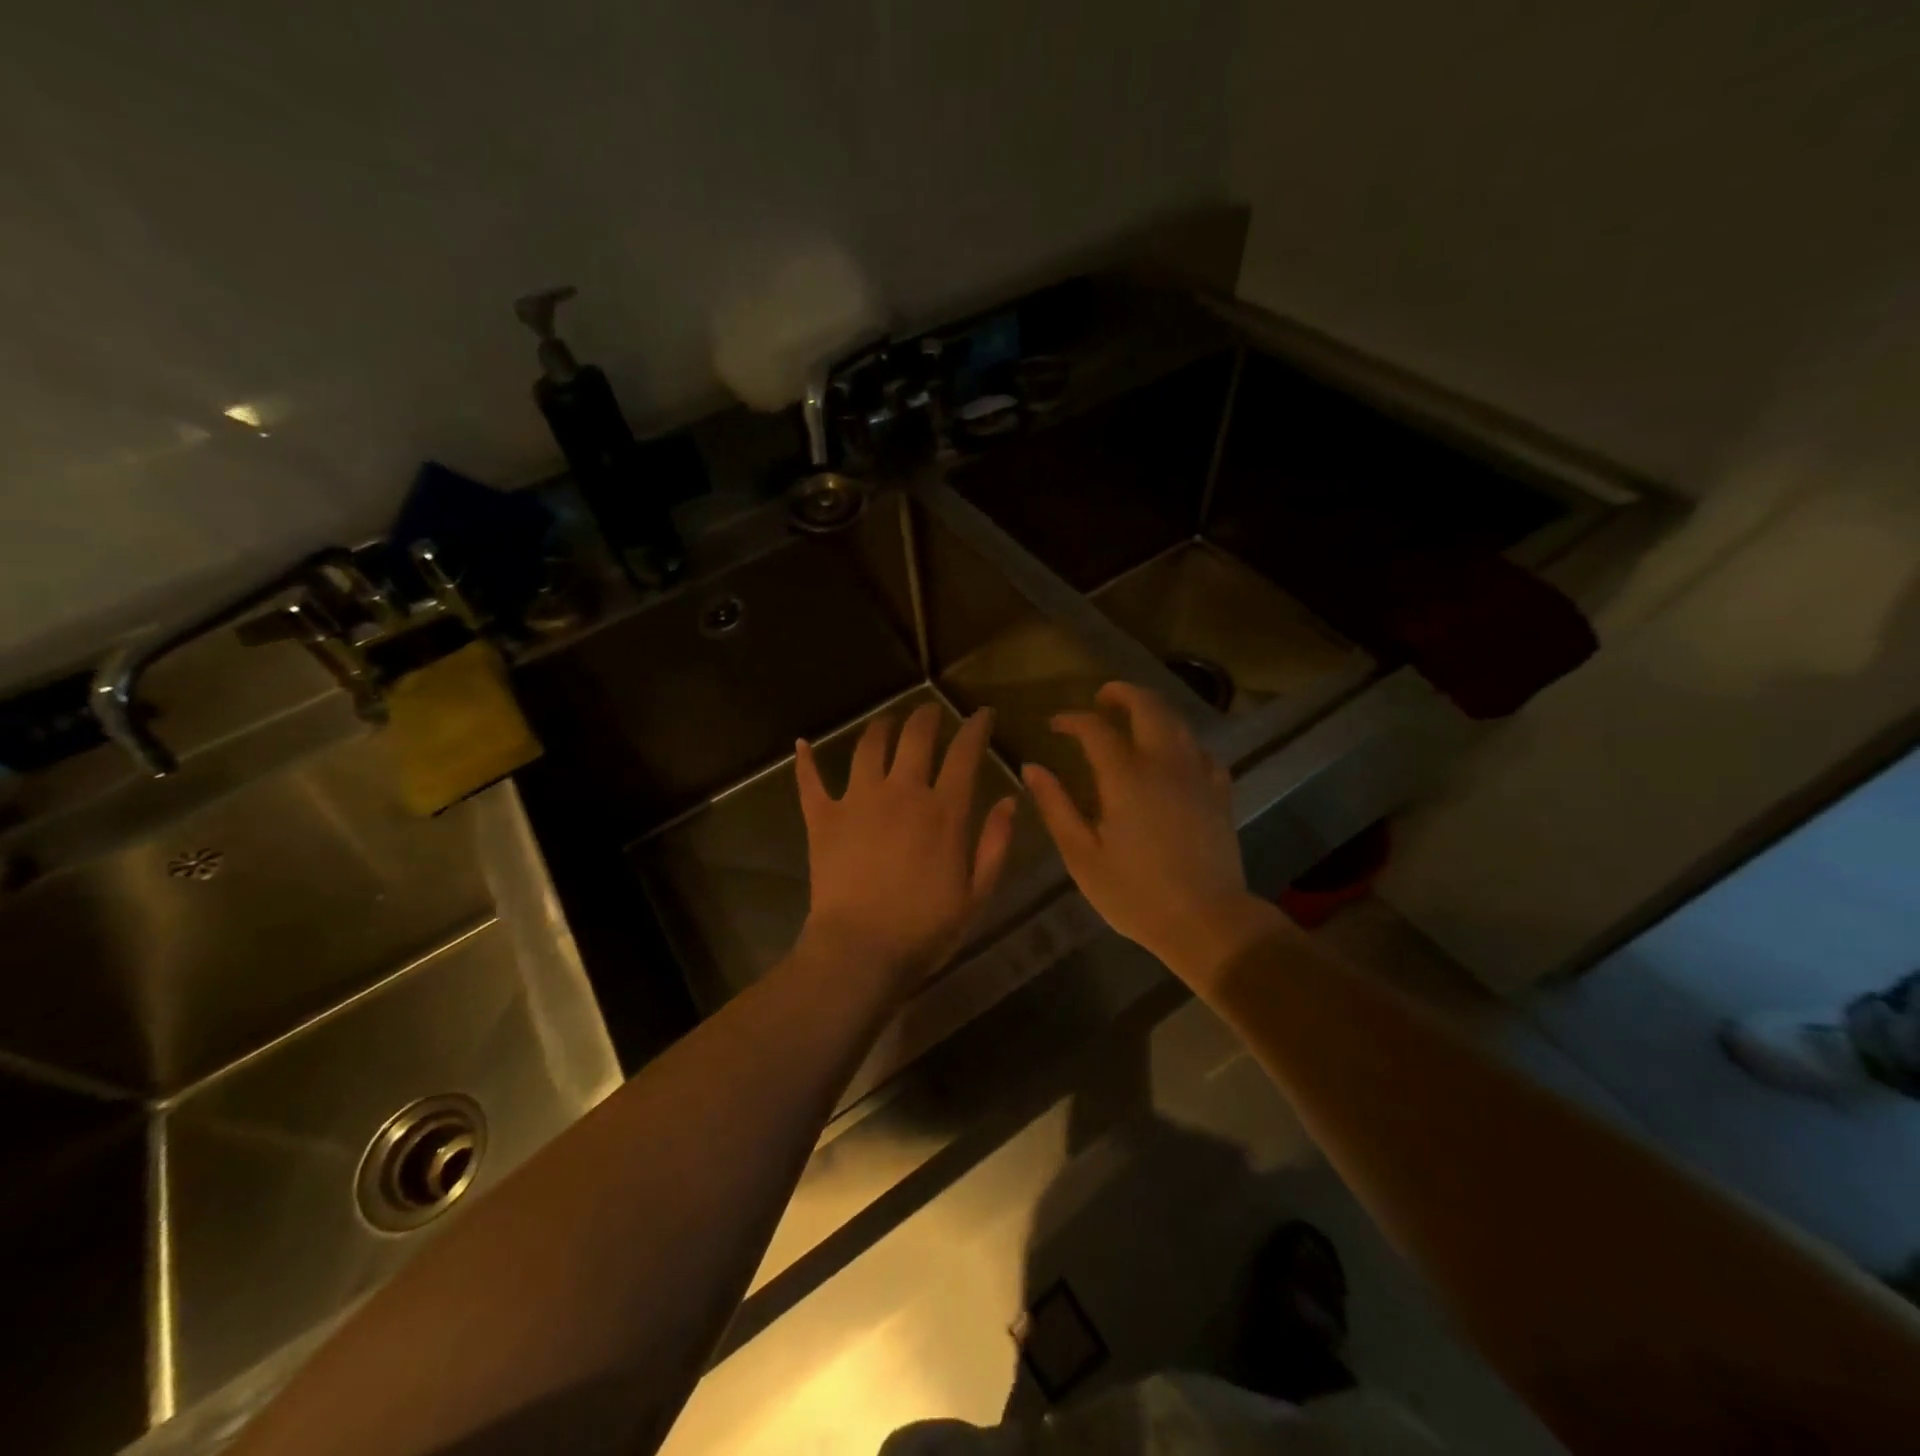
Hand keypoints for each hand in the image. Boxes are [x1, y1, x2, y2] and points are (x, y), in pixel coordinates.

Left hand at [795, 703, 1015, 987]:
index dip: (976, 728)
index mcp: (943, 810)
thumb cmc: (925, 927)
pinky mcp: (823, 817)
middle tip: (931, 712)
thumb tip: (1009, 801)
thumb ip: (994, 844)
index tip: (982, 714)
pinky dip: (806, 760)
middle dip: (927, 717)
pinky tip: (803, 744)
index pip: (964, 754)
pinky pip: (810, 780)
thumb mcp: (976, 893)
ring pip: (869, 746)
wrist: (861, 949)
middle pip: (915, 737)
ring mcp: (858, 800)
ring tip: (887, 722)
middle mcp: (901, 792)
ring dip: (881, 727)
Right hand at [1022, 682, 1284, 985]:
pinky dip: (1181, 740)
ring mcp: (1198, 775)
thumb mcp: (1082, 855)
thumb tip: (1032, 768)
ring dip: (1152, 709)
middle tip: (1101, 699)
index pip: (1095, 729)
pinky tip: (1172, 755)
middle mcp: (1164, 764)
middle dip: (1121, 693)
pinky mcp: (1219, 792)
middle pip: (1147, 706)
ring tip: (1132, 717)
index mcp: (1126, 777)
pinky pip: (1201, 750)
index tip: (1055, 725)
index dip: (1072, 719)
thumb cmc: (1135, 894)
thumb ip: (1056, 806)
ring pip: (1178, 721)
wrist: (1206, 922)